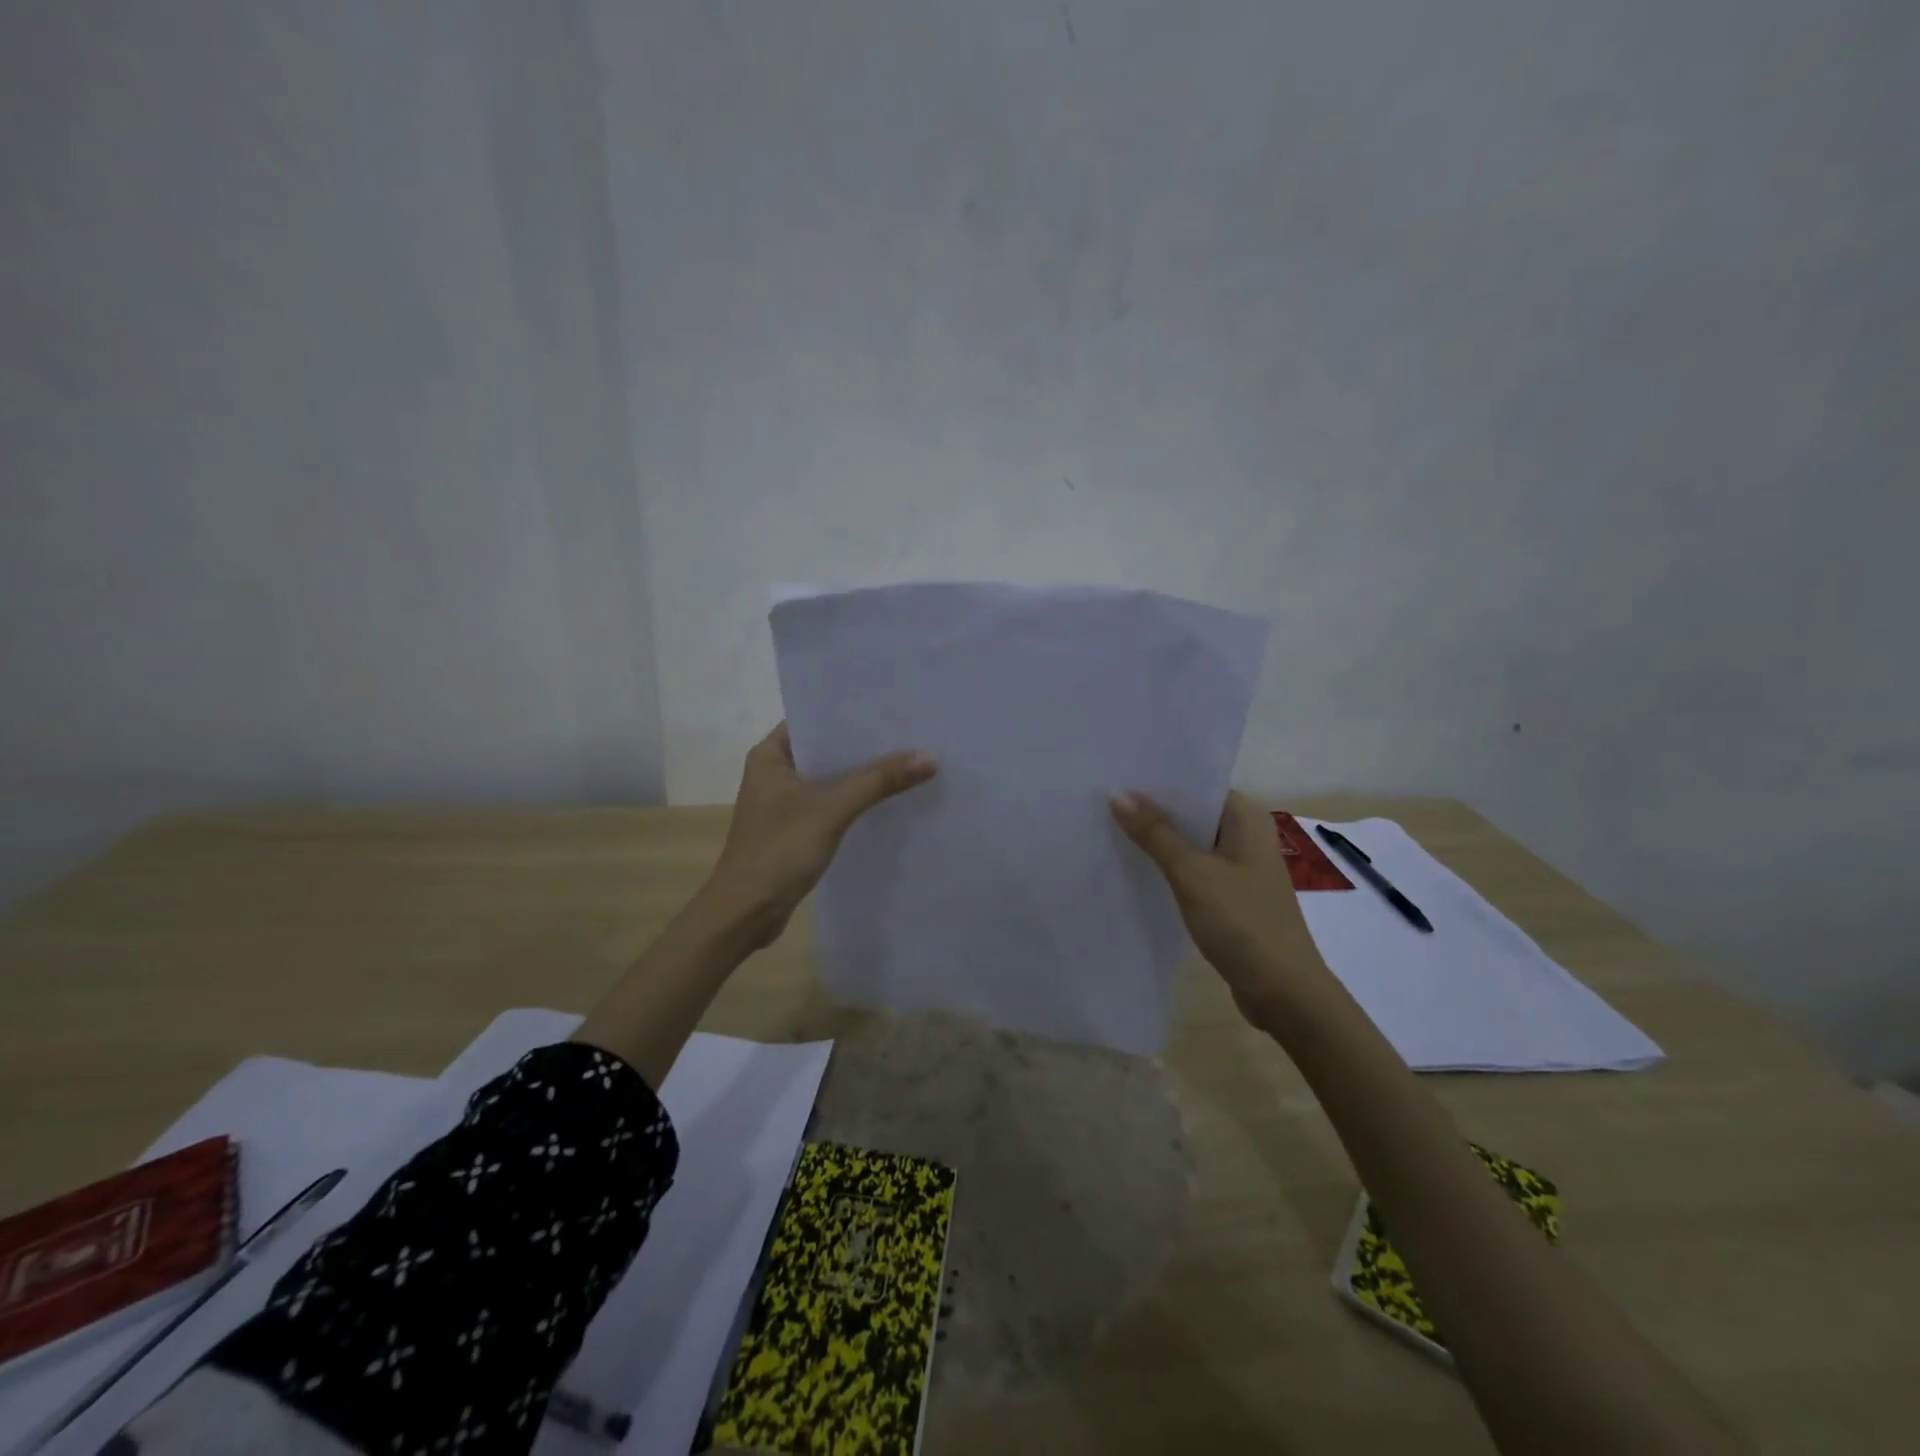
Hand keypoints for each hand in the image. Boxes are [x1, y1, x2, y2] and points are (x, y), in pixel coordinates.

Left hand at [707, 722, 937, 949]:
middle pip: (827, 750)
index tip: (893, 707)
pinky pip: (830, 804)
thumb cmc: (779, 850)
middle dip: (866, 746)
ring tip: (909, 761)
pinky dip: (854, 801)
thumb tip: (930, 757)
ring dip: (862, 776)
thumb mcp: (832, 810)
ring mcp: (783, 802)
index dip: (853, 714)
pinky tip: (888, 800)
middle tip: (912, 733)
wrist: (745, 913)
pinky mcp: (794, 829)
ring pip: (830, 779)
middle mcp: (774, 772)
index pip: (815, 720)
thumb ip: (878, 781)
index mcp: (770, 755)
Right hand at [1111, 789, 1333, 1027]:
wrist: (1284, 993)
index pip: (1198, 784)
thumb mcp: (1193, 874)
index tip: (1117, 772)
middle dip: (1152, 808)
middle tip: (1102, 798)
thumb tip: (1119, 795)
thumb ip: (1156, 834)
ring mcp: (1240, 868)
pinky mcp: (1231, 896)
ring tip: (1108, 826)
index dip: (1159, 779)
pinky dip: (1168, 867)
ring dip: (1158, 839)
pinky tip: (1134, 867)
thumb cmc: (1243, 923)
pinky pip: (1193, 869)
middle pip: (1192, 812)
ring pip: (1191, 842)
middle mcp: (1246, 836)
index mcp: (1246, 818)